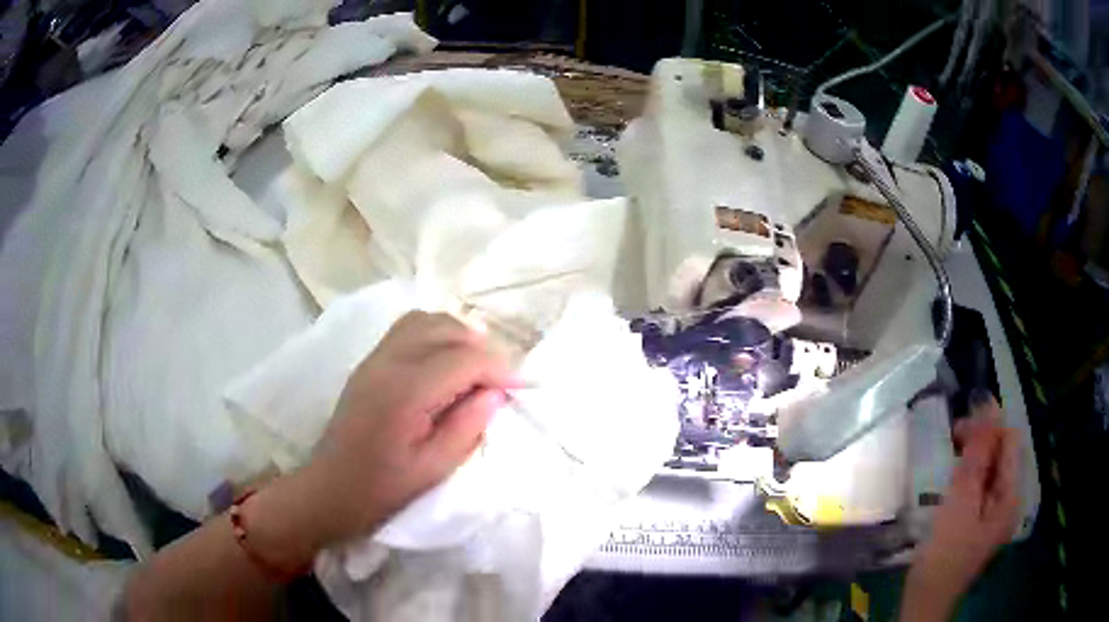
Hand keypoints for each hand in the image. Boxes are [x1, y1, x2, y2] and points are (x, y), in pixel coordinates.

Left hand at [247, 312, 516, 564]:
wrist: (330, 489)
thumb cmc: (381, 489)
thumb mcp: (433, 469)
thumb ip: (468, 426)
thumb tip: (495, 393)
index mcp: (406, 392)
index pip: (464, 359)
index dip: (500, 369)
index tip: (522, 388)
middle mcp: (389, 362)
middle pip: (447, 329)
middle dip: (482, 349)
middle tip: (501, 381)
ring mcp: (375, 358)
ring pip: (427, 321)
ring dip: (458, 337)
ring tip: (476, 368)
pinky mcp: (370, 362)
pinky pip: (409, 329)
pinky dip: (436, 335)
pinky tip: (445, 364)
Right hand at [902, 397, 1020, 619]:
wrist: (926, 601)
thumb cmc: (943, 557)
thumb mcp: (960, 506)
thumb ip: (977, 458)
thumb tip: (987, 405)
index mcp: (1011, 495)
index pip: (1010, 441)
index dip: (990, 426)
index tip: (959, 428)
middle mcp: (1009, 499)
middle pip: (1002, 453)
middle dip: (980, 442)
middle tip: (951, 441)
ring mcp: (995, 511)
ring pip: (990, 469)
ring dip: (972, 460)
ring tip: (949, 464)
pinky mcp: (981, 520)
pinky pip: (981, 486)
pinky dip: (968, 478)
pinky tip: (952, 485)